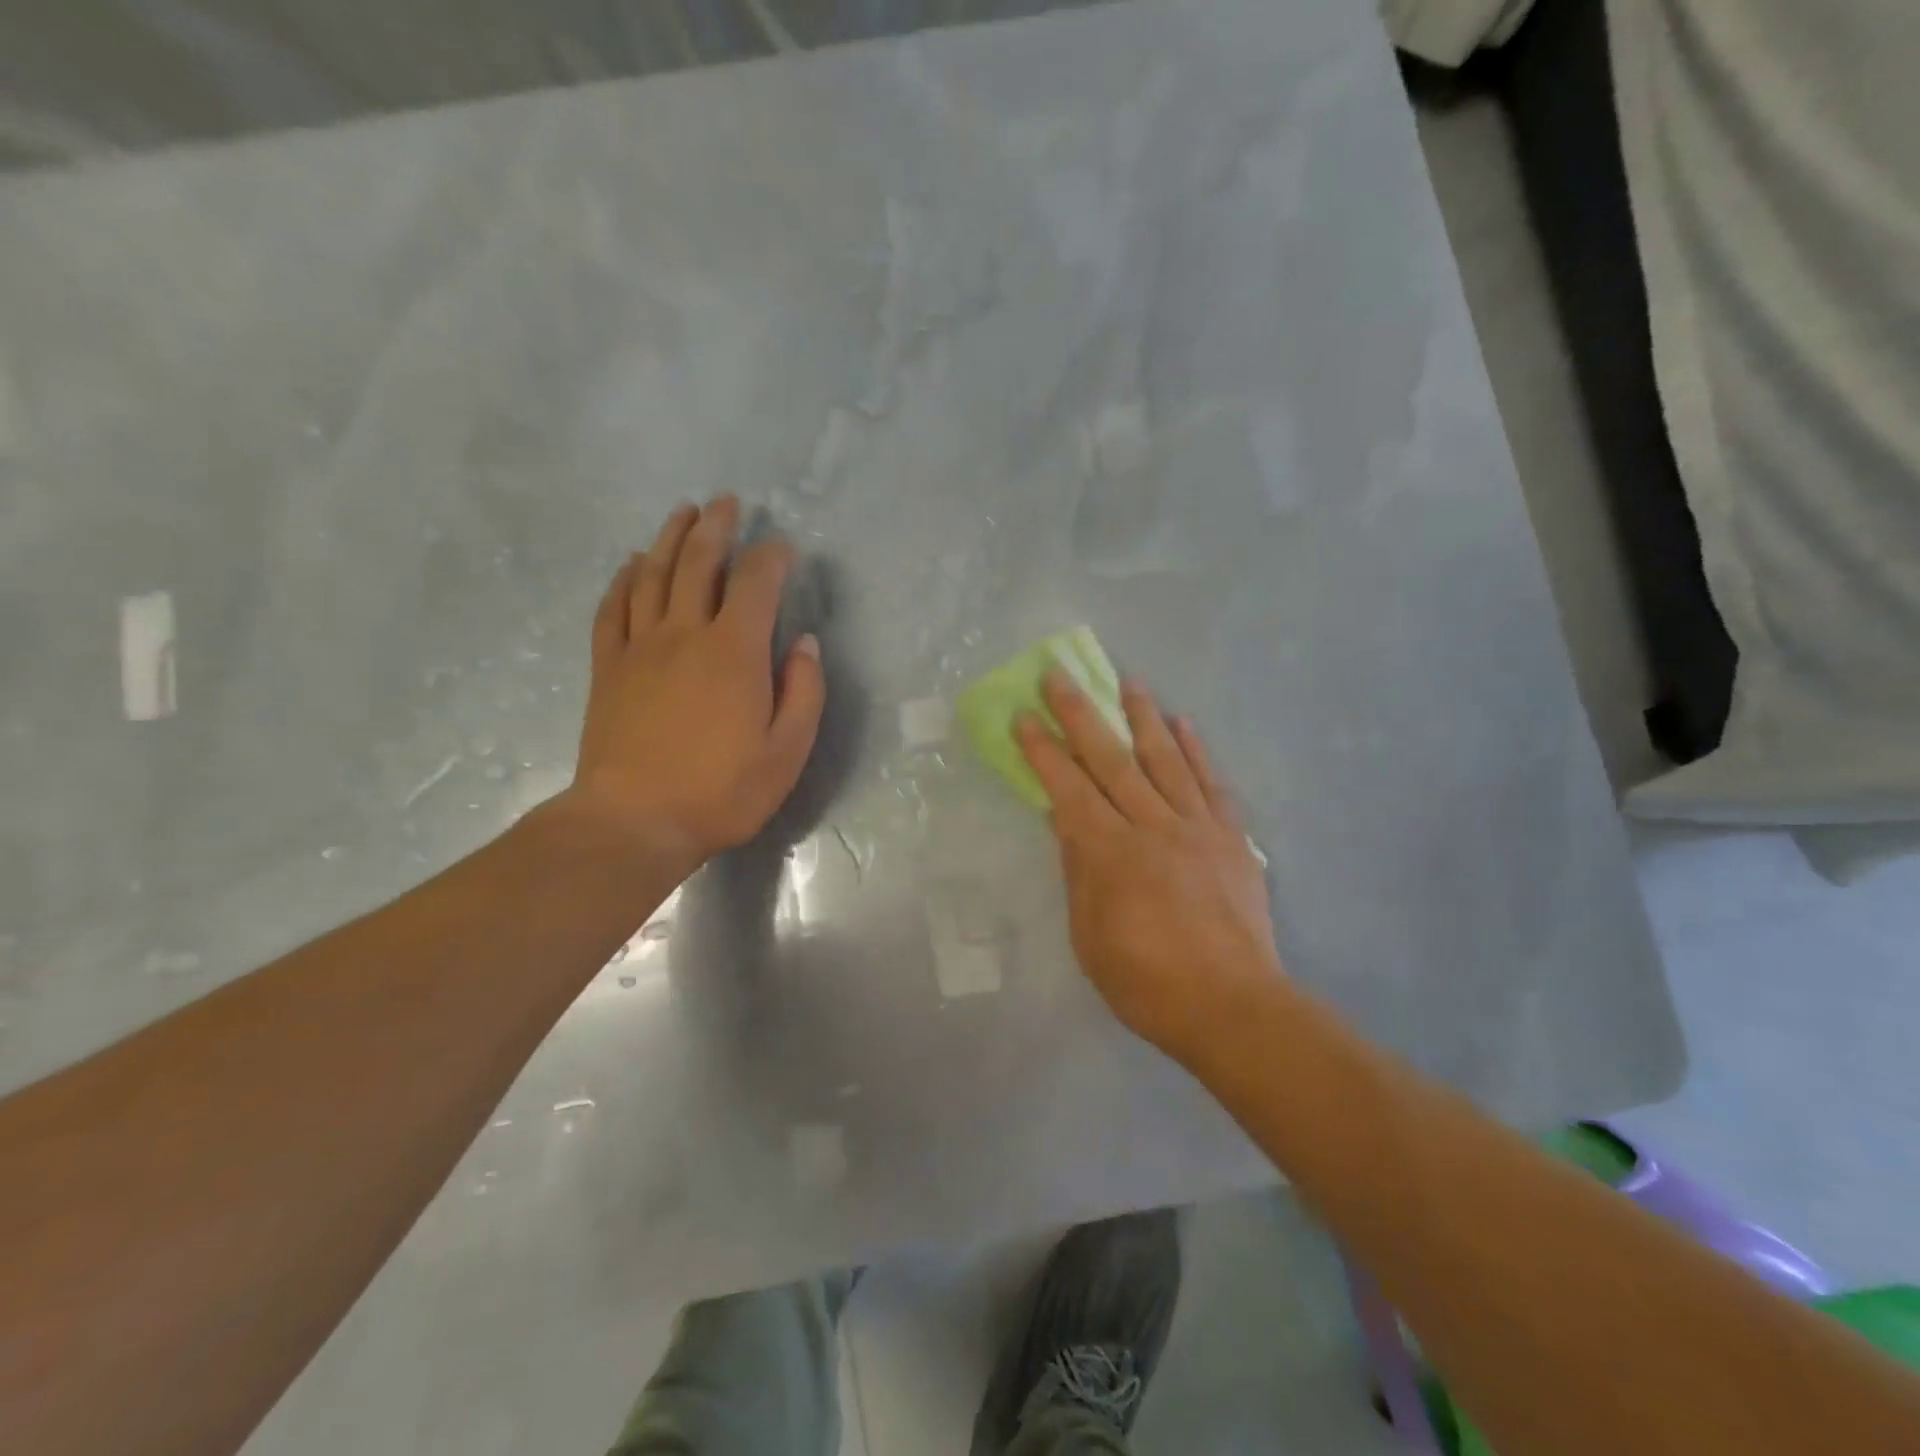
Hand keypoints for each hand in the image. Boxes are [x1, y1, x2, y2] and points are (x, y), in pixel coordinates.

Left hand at [562, 496, 824, 870]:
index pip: (756, 583)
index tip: (784, 547)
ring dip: (670, 538)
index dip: (772, 557)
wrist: (634, 822)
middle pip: (699, 563)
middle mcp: (685, 633)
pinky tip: (634, 563)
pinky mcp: (609, 667)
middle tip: (726, 502)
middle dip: (716, 527)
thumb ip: (804, 692)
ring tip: (683, 513)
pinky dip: (625, 578)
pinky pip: (614, 607)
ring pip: (654, 574)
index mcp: (734, 651)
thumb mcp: (787, 752)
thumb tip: (805, 644)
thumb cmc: (721, 792)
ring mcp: (640, 647)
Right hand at [1017, 672, 1286, 1066]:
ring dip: (1143, 716)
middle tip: (1060, 677)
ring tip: (1128, 680)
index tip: (1025, 716)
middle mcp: (1152, 827)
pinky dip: (1197, 750)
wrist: (1232, 1006)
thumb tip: (1066, 821)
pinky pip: (1212, 784)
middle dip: (1081, 716)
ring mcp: (1197, 828)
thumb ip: (1079, 873)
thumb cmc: (1146, 982)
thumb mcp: (1090, 937)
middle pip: (1111, 760)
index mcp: (1110, 854)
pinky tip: (1183, 723)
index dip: (1043, 750)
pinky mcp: (1232, 838)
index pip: (1068, 788)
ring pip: (1165, 759)